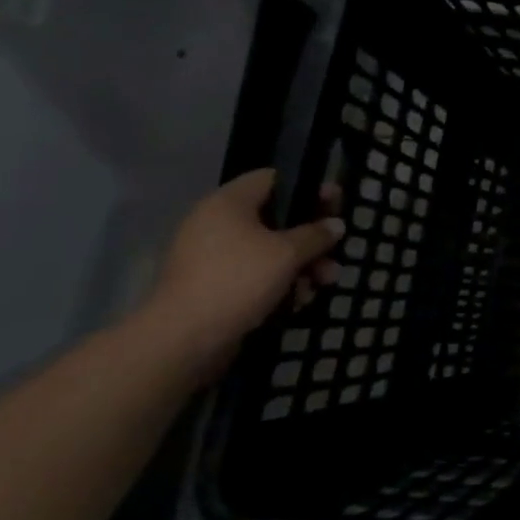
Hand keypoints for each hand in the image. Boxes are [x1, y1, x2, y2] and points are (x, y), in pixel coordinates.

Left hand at [142, 170, 342, 374]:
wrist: (183, 340)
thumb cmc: (238, 280)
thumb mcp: (288, 253)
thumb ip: (316, 234)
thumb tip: (336, 225)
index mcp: (228, 203)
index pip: (274, 178)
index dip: (308, 189)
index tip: (336, 205)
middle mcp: (217, 224)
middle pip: (277, 219)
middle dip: (311, 238)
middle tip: (336, 252)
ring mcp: (213, 257)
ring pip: (270, 251)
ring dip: (302, 265)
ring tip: (323, 284)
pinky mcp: (214, 286)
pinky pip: (255, 275)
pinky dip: (279, 284)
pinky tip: (298, 302)